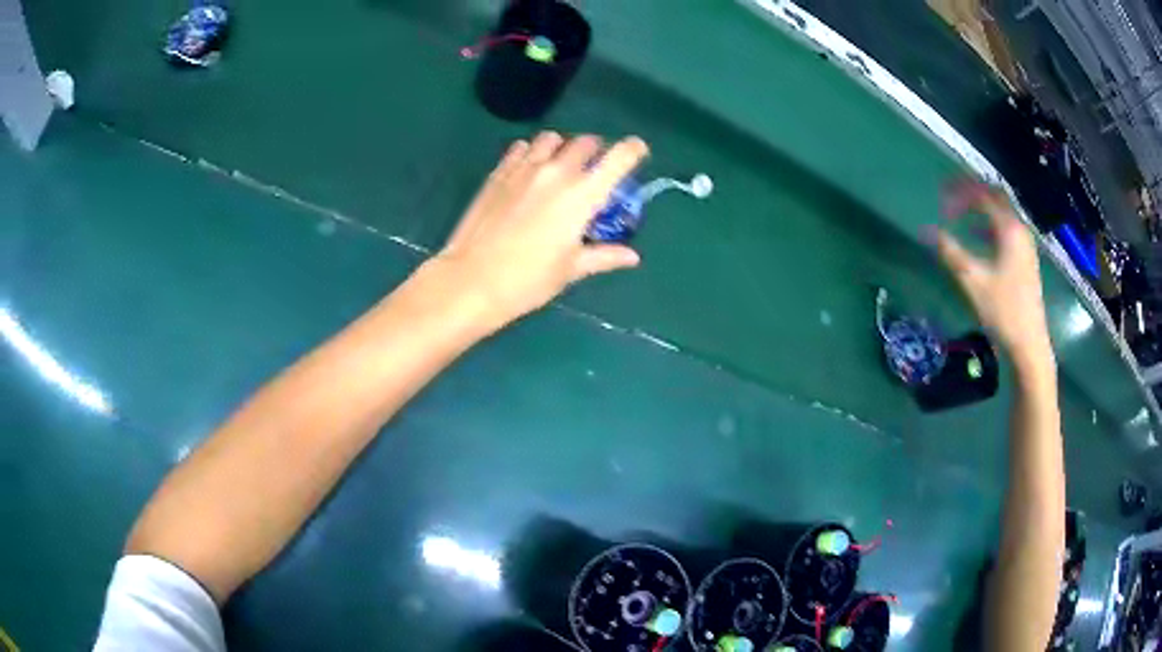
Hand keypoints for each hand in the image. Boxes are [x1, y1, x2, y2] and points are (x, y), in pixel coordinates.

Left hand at [427, 132, 646, 329]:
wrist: (472, 280)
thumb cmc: (528, 280)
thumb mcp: (571, 269)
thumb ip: (604, 255)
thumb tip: (632, 256)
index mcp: (582, 195)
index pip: (619, 158)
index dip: (633, 150)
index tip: (638, 152)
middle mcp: (557, 172)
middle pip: (586, 142)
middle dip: (597, 151)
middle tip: (594, 170)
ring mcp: (524, 168)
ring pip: (552, 138)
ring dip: (563, 147)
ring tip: (560, 166)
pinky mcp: (499, 172)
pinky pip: (521, 147)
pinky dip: (532, 152)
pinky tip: (529, 171)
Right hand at [934, 181, 1053, 361]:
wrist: (1029, 344)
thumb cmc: (1003, 311)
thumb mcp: (973, 281)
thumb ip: (950, 252)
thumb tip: (925, 231)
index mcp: (1009, 229)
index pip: (983, 195)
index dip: (961, 193)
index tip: (941, 199)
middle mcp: (1020, 230)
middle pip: (996, 198)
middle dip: (972, 193)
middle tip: (951, 197)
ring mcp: (1025, 245)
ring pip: (1002, 213)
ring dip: (981, 209)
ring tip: (961, 215)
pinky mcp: (1025, 260)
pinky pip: (1006, 229)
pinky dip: (989, 225)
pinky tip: (978, 238)